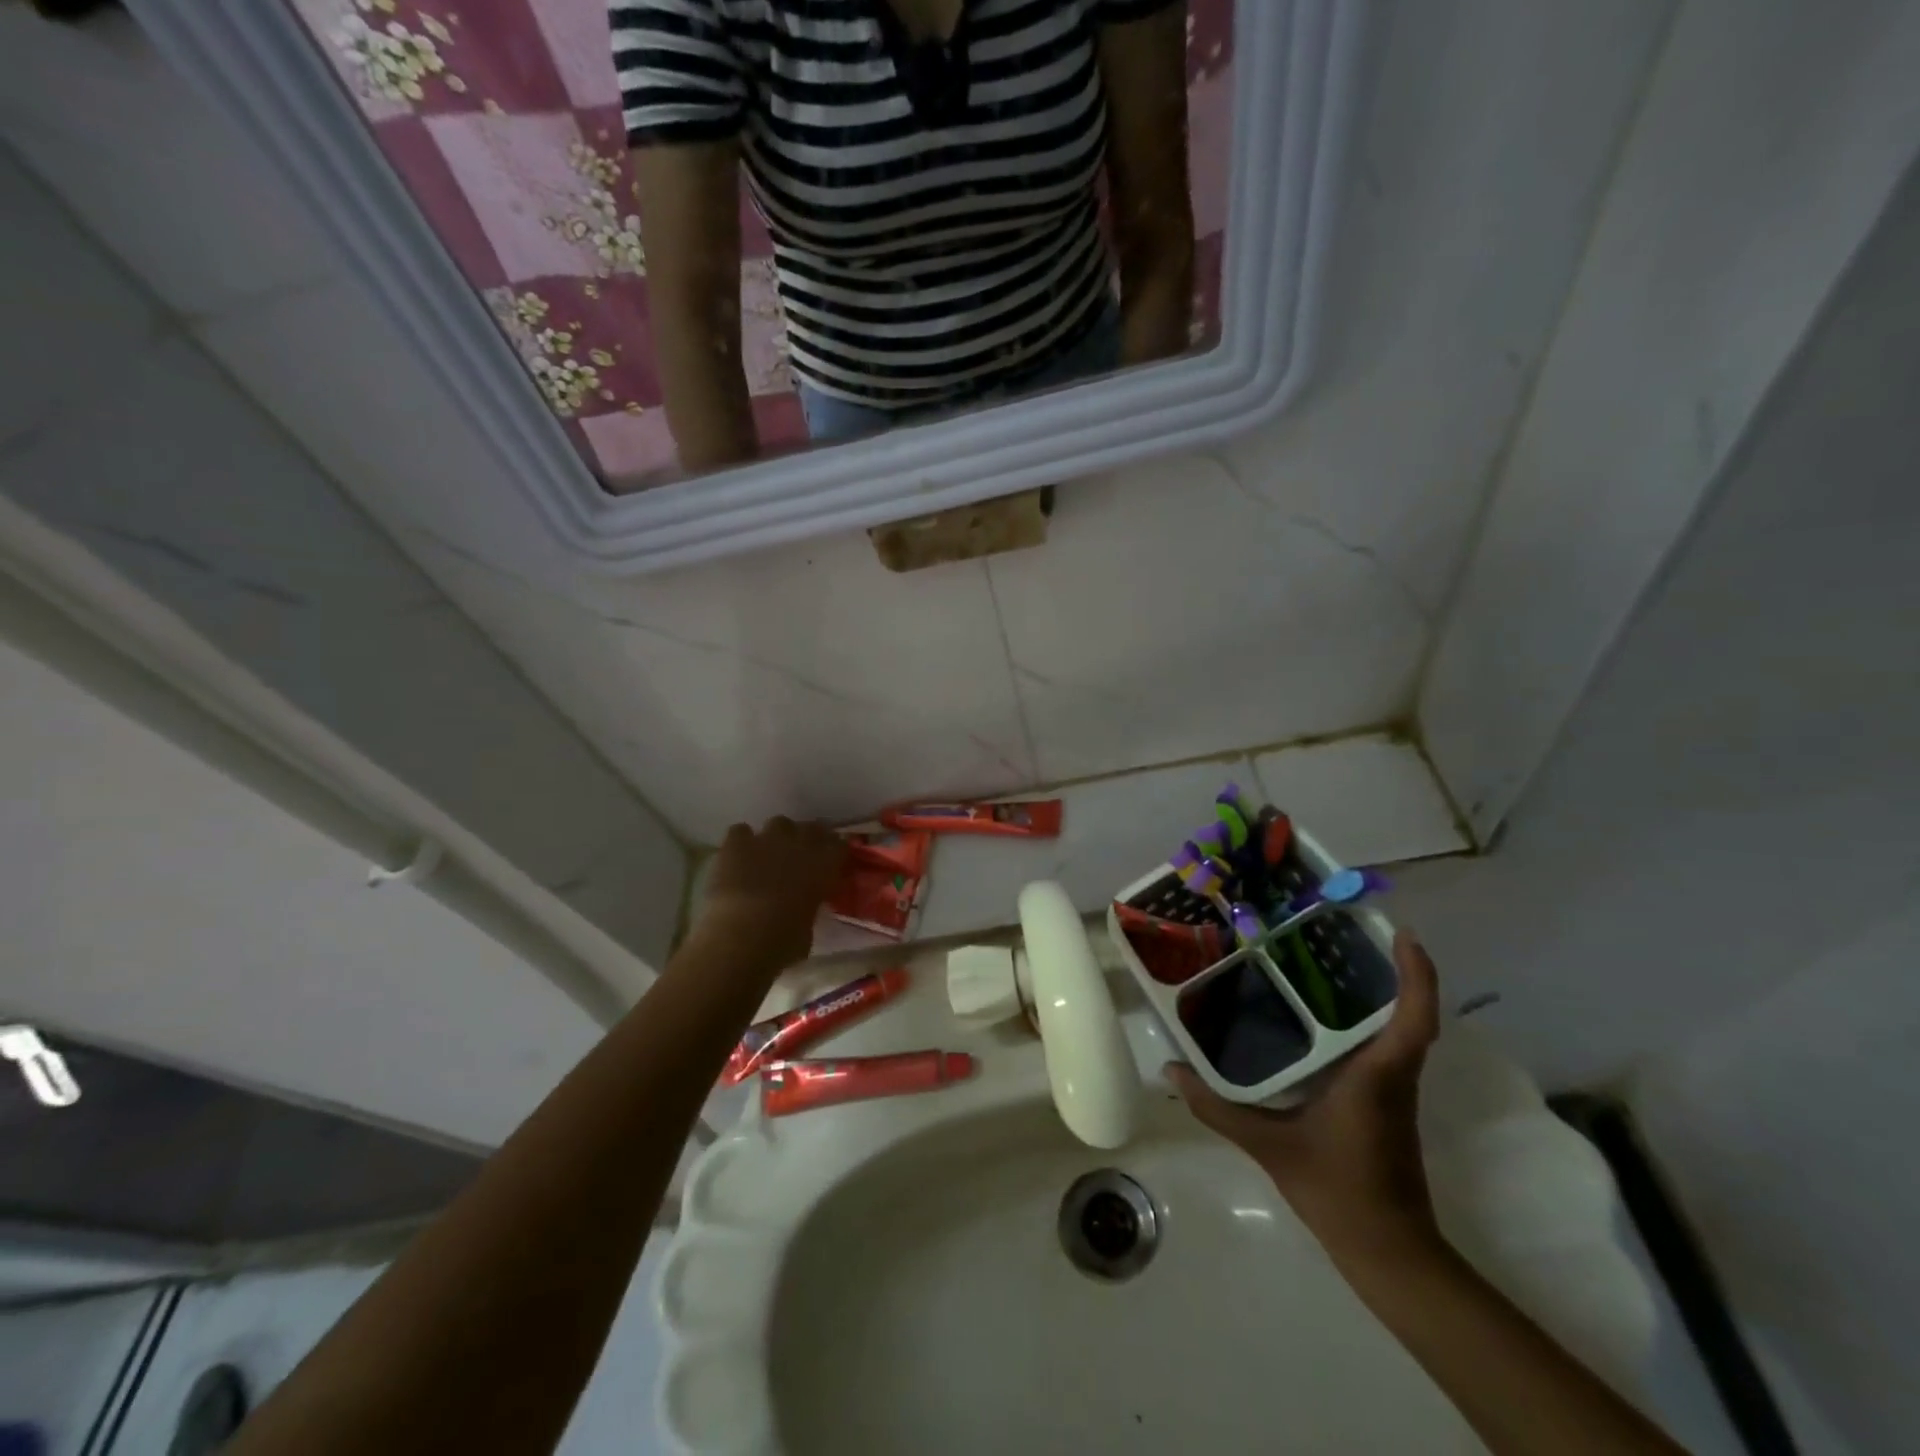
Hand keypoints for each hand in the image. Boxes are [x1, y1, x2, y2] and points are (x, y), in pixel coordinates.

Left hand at [692, 817, 845, 975]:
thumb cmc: (784, 941)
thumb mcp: (808, 928)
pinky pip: (740, 831)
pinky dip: (741, 842)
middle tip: (800, 857)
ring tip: (768, 855)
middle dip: (808, 839)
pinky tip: (738, 858)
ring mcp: (767, 839)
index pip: (840, 845)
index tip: (831, 861)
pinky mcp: (737, 843)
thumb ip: (809, 908)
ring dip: (776, 837)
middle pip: (811, 828)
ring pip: (779, 823)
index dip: (834, 852)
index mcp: (825, 865)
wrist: (743, 934)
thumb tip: (803, 907)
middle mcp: (800, 844)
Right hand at [1168, 932, 1442, 1265]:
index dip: (1416, 974)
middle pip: (1409, 1013)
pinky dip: (1370, 1021)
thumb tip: (1170, 1068)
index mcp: (1377, 1076)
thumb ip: (1217, 1107)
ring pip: (1399, 1030)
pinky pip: (1386, 1048)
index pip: (1414, 1018)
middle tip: (1348, 932)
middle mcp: (1393, 1076)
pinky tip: (1325, 1016)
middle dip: (1393, 969)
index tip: (1401, 934)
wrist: (1388, 1251)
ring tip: (1334, 960)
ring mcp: (1394, 1091)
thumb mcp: (1269, 1146)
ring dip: (1384, 993)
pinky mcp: (1386, 1104)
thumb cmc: (1338, 1190)